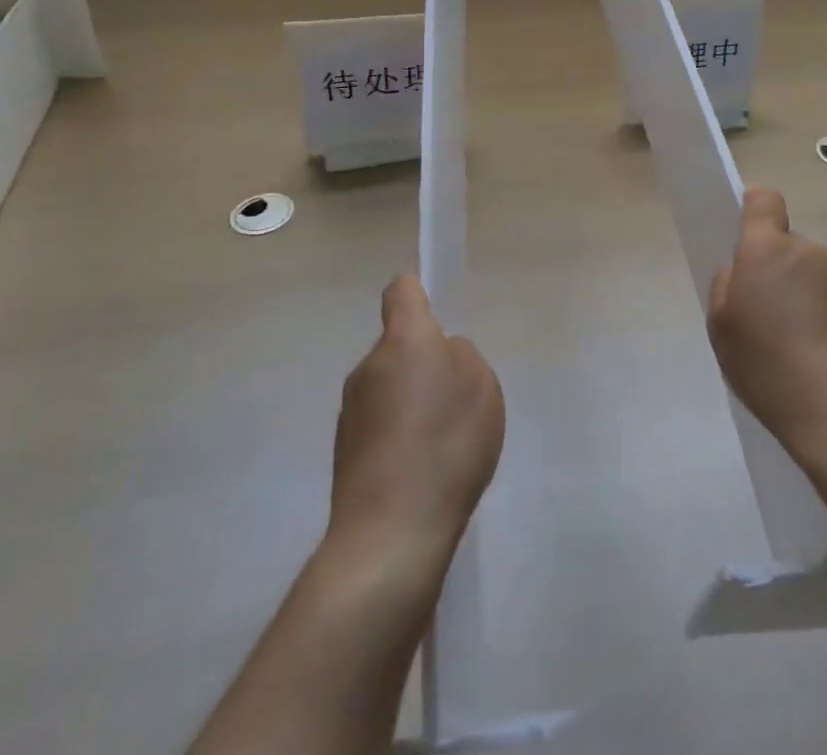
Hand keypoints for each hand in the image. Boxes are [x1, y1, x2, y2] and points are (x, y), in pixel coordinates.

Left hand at [330, 276, 504, 555]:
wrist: (391, 533)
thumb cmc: (446, 443)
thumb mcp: (481, 385)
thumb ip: (461, 357)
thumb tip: (439, 358)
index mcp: (404, 340)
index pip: (401, 292)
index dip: (419, 295)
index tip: (436, 315)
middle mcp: (368, 367)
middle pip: (398, 347)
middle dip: (423, 362)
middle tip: (454, 398)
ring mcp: (351, 412)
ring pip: (389, 388)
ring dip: (411, 402)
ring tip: (441, 443)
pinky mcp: (344, 453)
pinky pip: (380, 426)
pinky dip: (399, 437)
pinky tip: (421, 471)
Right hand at [707, 186, 826, 469]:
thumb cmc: (770, 370)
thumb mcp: (722, 331)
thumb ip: (726, 285)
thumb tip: (742, 269)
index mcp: (767, 250)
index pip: (764, 200)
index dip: (755, 210)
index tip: (750, 238)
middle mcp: (810, 251)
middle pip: (790, 245)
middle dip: (781, 270)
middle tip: (775, 317)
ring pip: (819, 271)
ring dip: (811, 292)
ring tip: (808, 343)